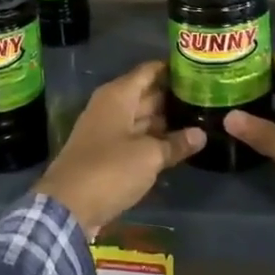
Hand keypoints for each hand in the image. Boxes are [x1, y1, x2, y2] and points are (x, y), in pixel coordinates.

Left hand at [34, 61, 203, 237]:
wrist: (68, 206)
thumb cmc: (110, 169)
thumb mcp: (149, 156)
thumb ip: (175, 143)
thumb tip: (200, 134)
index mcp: (118, 96)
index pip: (148, 71)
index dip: (171, 69)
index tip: (198, 70)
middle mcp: (111, 107)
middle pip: (146, 94)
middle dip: (173, 96)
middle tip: (206, 98)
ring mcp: (108, 130)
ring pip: (142, 118)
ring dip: (166, 120)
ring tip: (199, 119)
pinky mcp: (107, 153)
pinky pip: (135, 138)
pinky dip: (154, 139)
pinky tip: (177, 144)